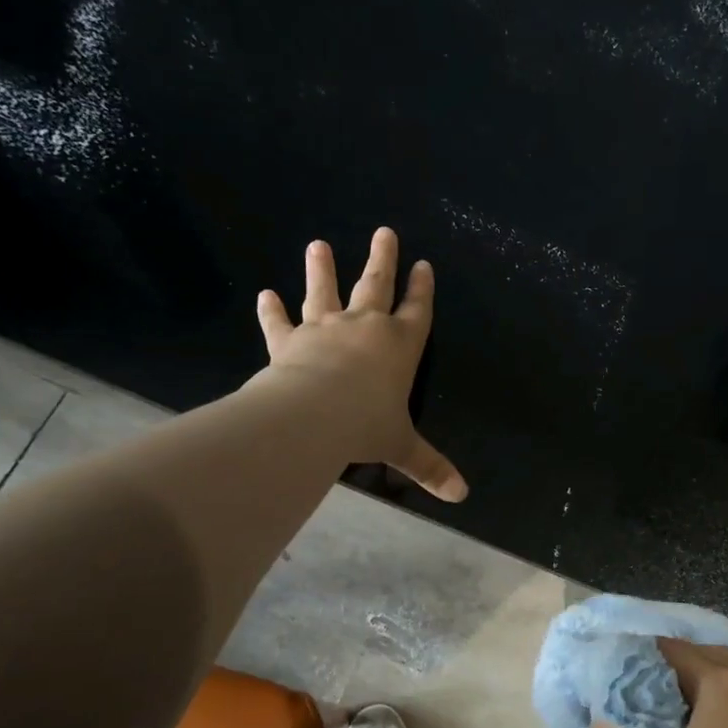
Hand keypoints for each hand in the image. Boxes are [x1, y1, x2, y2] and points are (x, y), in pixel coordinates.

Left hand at [255, 226, 466, 501]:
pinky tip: (265, 295)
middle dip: (382, 260)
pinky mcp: (289, 342)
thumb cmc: (367, 424)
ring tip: (317, 245)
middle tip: (384, 232)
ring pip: (324, 292)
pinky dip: (272, 311)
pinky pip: (279, 323)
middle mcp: (365, 328)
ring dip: (321, 269)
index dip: (421, 289)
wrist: (313, 416)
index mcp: (400, 346)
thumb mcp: (403, 447)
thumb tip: (461, 495)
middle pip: (375, 286)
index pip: (417, 311)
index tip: (423, 264)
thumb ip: (430, 467)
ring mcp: (324, 330)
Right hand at [589, 639, 727, 727]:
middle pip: (698, 656)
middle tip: (638, 708)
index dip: (638, 664)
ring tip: (666, 724)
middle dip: (665, 674)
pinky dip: (718, 704)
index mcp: (722, 683)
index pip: (669, 648)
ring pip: (723, 676)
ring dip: (693, 689)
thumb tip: (600, 716)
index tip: (617, 691)